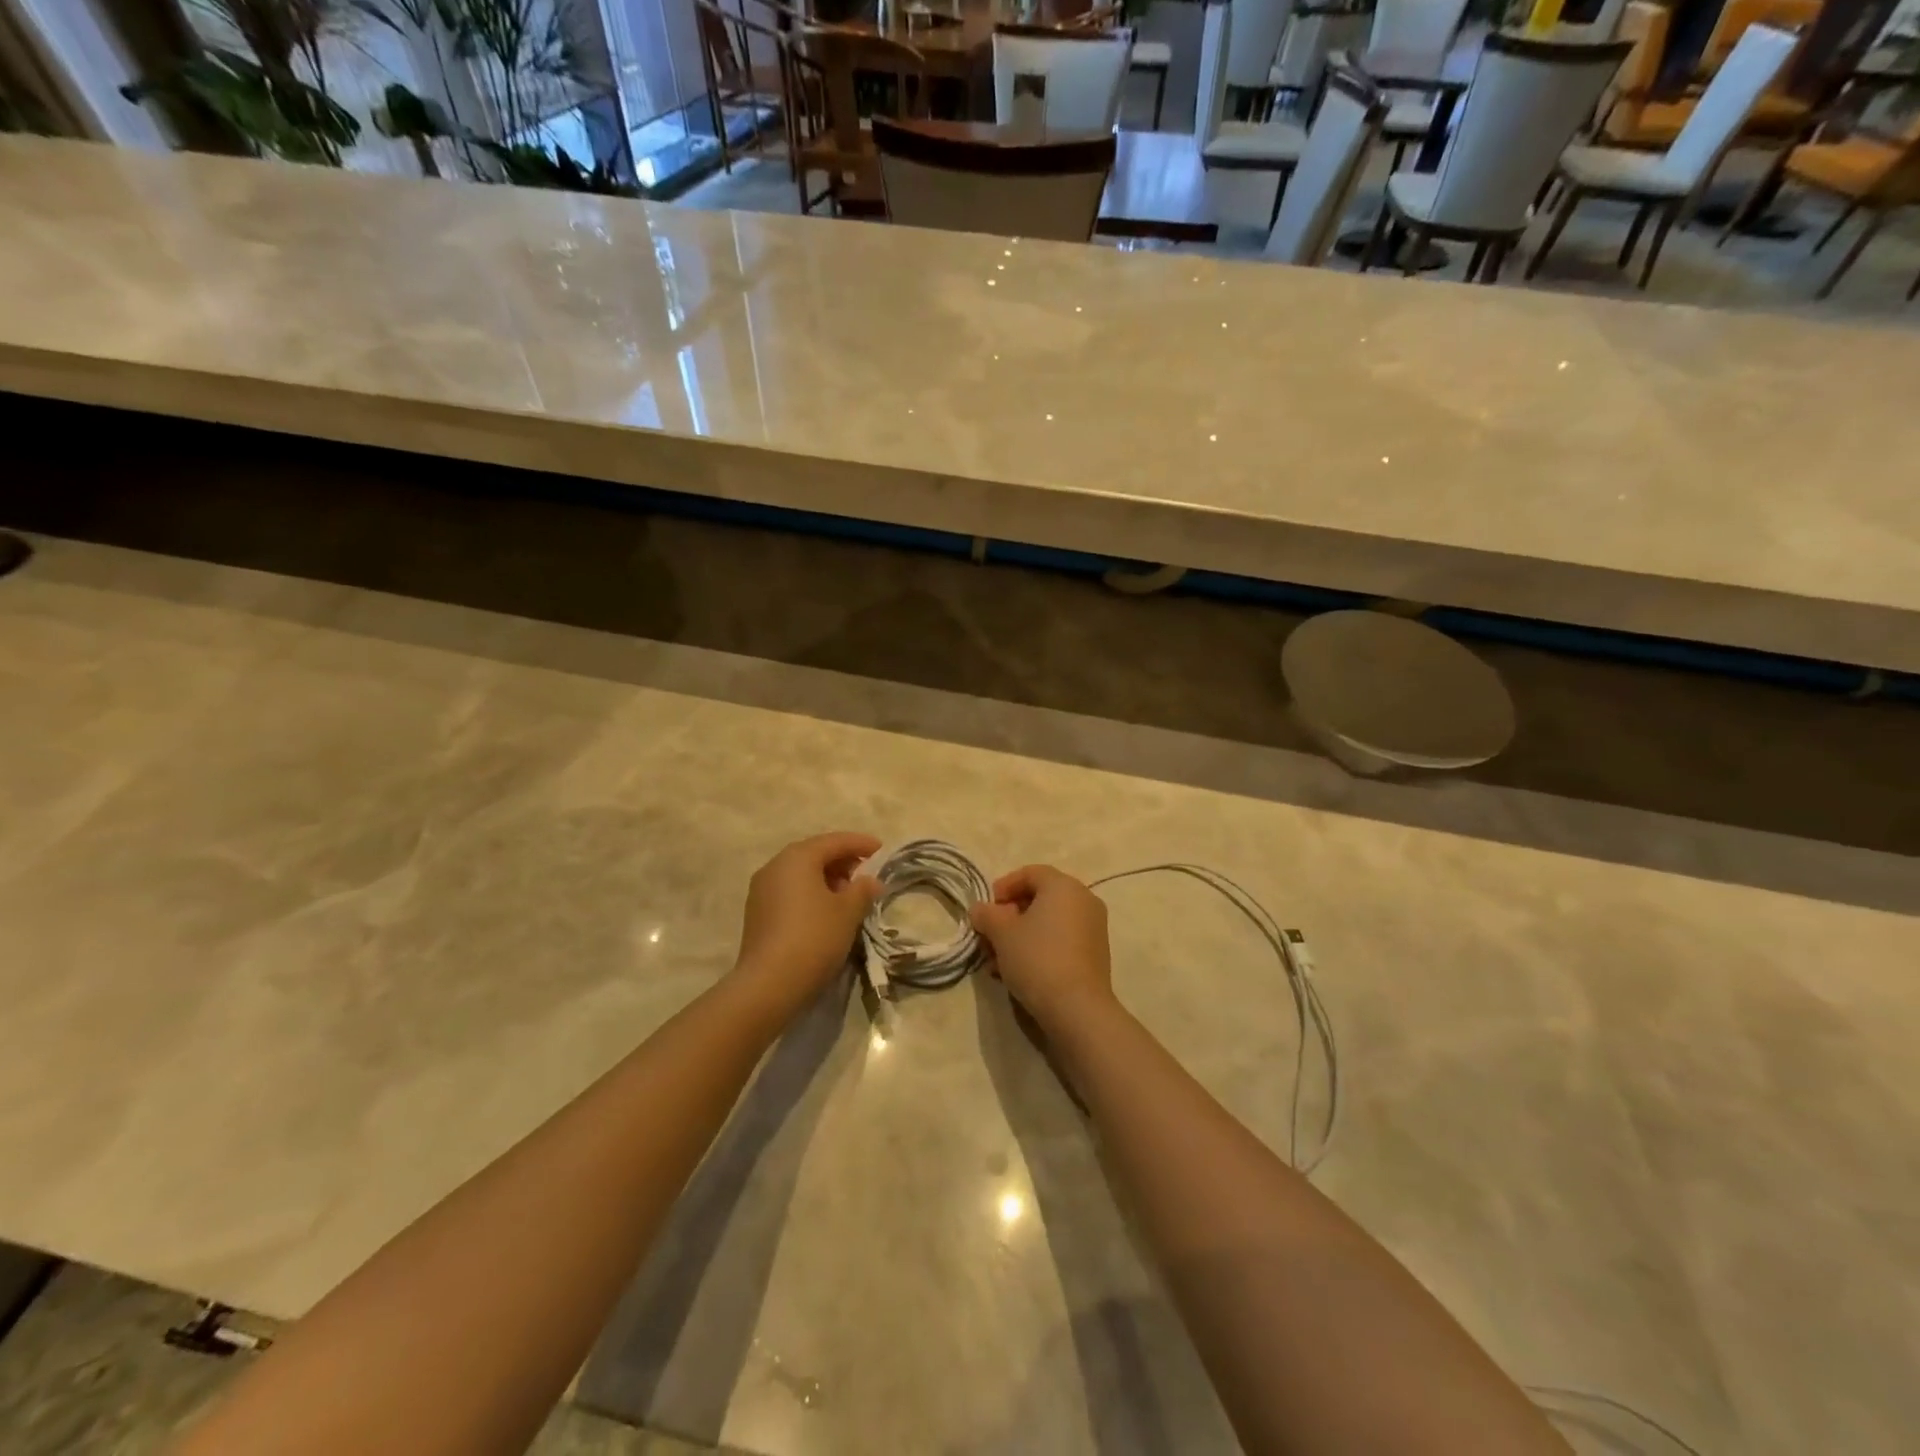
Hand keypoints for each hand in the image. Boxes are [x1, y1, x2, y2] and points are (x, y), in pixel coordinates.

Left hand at [731, 832, 881, 1018]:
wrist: (769, 984)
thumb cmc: (814, 937)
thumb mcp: (848, 912)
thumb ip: (862, 890)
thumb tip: (870, 881)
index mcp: (797, 858)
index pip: (834, 841)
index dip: (860, 843)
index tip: (881, 849)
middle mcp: (775, 866)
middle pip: (814, 854)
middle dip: (843, 861)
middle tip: (866, 875)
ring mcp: (761, 890)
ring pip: (800, 874)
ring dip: (827, 879)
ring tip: (849, 896)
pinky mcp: (757, 913)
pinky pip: (790, 892)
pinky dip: (810, 894)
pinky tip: (826, 912)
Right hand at [968, 865, 1114, 1032]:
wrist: (1077, 1008)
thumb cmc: (1037, 959)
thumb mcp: (1001, 933)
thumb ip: (986, 914)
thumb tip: (980, 910)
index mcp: (1064, 886)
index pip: (1030, 873)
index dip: (1004, 886)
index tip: (987, 909)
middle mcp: (1084, 900)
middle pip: (1039, 898)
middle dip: (1009, 916)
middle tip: (989, 936)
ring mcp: (1093, 927)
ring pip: (1048, 922)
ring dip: (1020, 936)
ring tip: (997, 961)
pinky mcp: (1095, 953)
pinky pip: (1061, 940)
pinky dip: (1039, 948)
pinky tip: (1017, 972)